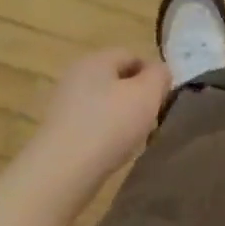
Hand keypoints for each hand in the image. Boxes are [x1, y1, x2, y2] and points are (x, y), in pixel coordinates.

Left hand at [34, 48, 171, 189]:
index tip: (164, 99)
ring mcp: (64, 103)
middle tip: (153, 119)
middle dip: (139, 98)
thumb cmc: (110, 125)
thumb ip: (160, 75)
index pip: (132, 55)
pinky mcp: (60, 129)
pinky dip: (108, 134)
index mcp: (96, 59)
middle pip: (118, 80)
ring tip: (136, 139)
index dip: (153, 74)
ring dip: (125, 118)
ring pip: (107, 103)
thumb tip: (158, 72)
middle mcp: (76, 75)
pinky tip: (115, 151)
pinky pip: (94, 123)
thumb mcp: (148, 94)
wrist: (64, 170)